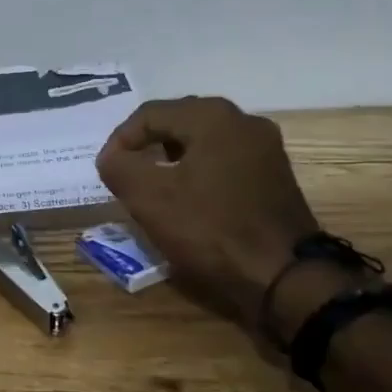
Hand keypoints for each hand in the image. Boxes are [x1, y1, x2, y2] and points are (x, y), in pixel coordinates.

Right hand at [95, 96, 318, 322]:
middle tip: (127, 174)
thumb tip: (113, 157)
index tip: (107, 171)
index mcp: (212, 116)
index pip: (149, 114)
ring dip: (172, 160)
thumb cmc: (210, 229)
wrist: (284, 277)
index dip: (120, 140)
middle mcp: (244, 121)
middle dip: (147, 146)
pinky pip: (224, 161)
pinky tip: (189, 200)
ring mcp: (266, 149)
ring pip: (202, 142)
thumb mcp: (148, 197)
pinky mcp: (276, 177)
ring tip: (153, 188)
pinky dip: (199, 173)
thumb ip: (118, 166)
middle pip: (178, 123)